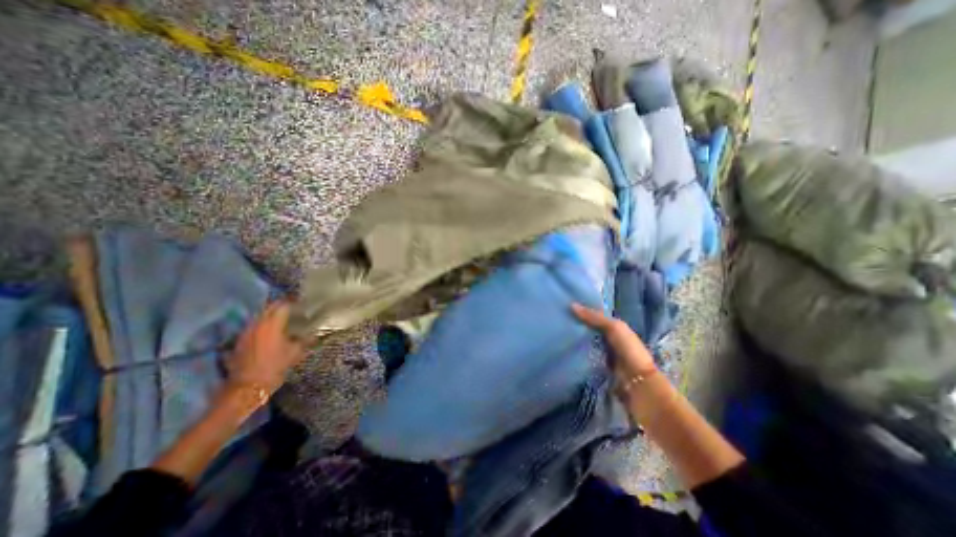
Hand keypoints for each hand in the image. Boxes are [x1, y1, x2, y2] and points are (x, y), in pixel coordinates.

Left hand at [229, 301, 306, 394]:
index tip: (303, 304)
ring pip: (261, 316)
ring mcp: (247, 332)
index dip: (293, 302)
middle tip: (294, 309)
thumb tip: (315, 332)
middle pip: (269, 308)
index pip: (283, 305)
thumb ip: (305, 339)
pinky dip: (264, 324)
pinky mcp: (241, 340)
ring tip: (285, 319)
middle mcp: (257, 324)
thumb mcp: (295, 352)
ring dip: (272, 314)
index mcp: (272, 324)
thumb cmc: (274, 367)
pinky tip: (272, 331)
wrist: (247, 387)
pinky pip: (255, 325)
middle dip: (281, 306)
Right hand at [566, 302, 658, 377]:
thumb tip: (571, 305)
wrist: (637, 382)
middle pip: (589, 329)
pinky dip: (575, 352)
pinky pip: (583, 355)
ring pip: (585, 342)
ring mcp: (602, 353)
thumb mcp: (613, 327)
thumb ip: (594, 317)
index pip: (595, 316)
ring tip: (555, 331)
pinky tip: (563, 348)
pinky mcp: (596, 365)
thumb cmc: (628, 349)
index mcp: (615, 327)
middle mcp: (608, 338)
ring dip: (574, 339)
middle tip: (557, 318)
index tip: (565, 305)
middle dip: (576, 324)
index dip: (583, 311)